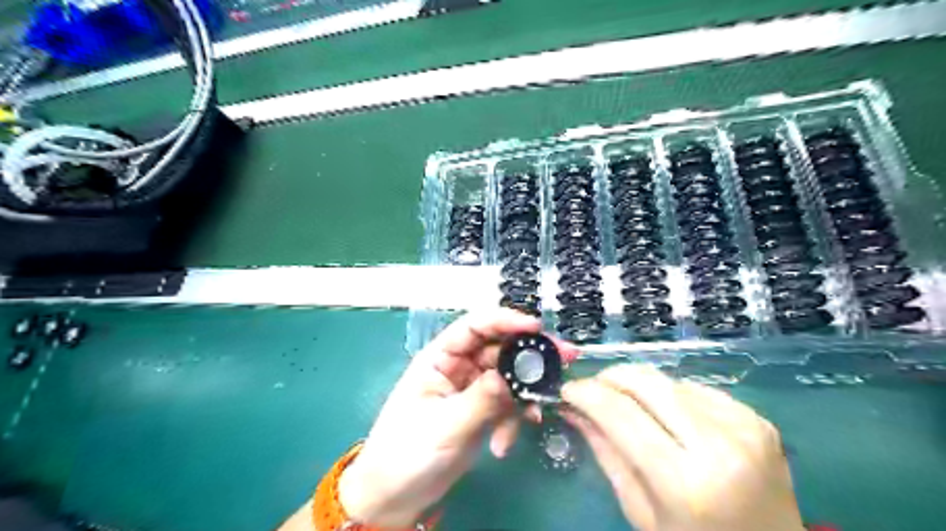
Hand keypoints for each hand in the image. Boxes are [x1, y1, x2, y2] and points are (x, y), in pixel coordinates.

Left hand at [338, 310, 577, 528]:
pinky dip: (512, 421)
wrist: (397, 496)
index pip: (474, 327)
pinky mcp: (483, 412)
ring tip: (536, 415)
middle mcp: (459, 367)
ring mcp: (473, 390)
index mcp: (440, 358)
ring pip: (509, 378)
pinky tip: (503, 445)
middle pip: (500, 349)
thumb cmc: (408, 453)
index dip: (505, 320)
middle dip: (529, 356)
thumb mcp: (444, 425)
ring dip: (524, 394)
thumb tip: (509, 377)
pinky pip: (508, 405)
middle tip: (564, 358)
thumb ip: (480, 399)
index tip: (536, 327)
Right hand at [561, 364, 803, 530]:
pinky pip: (696, 389)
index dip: (587, 394)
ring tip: (629, 406)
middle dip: (610, 377)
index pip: (621, 415)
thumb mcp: (641, 511)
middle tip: (592, 388)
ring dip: (639, 387)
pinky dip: (671, 396)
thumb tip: (574, 409)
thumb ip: (606, 453)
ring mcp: (744, 427)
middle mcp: (719, 445)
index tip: (567, 389)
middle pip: (647, 382)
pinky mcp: (757, 418)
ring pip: (669, 381)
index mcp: (685, 482)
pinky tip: (668, 416)